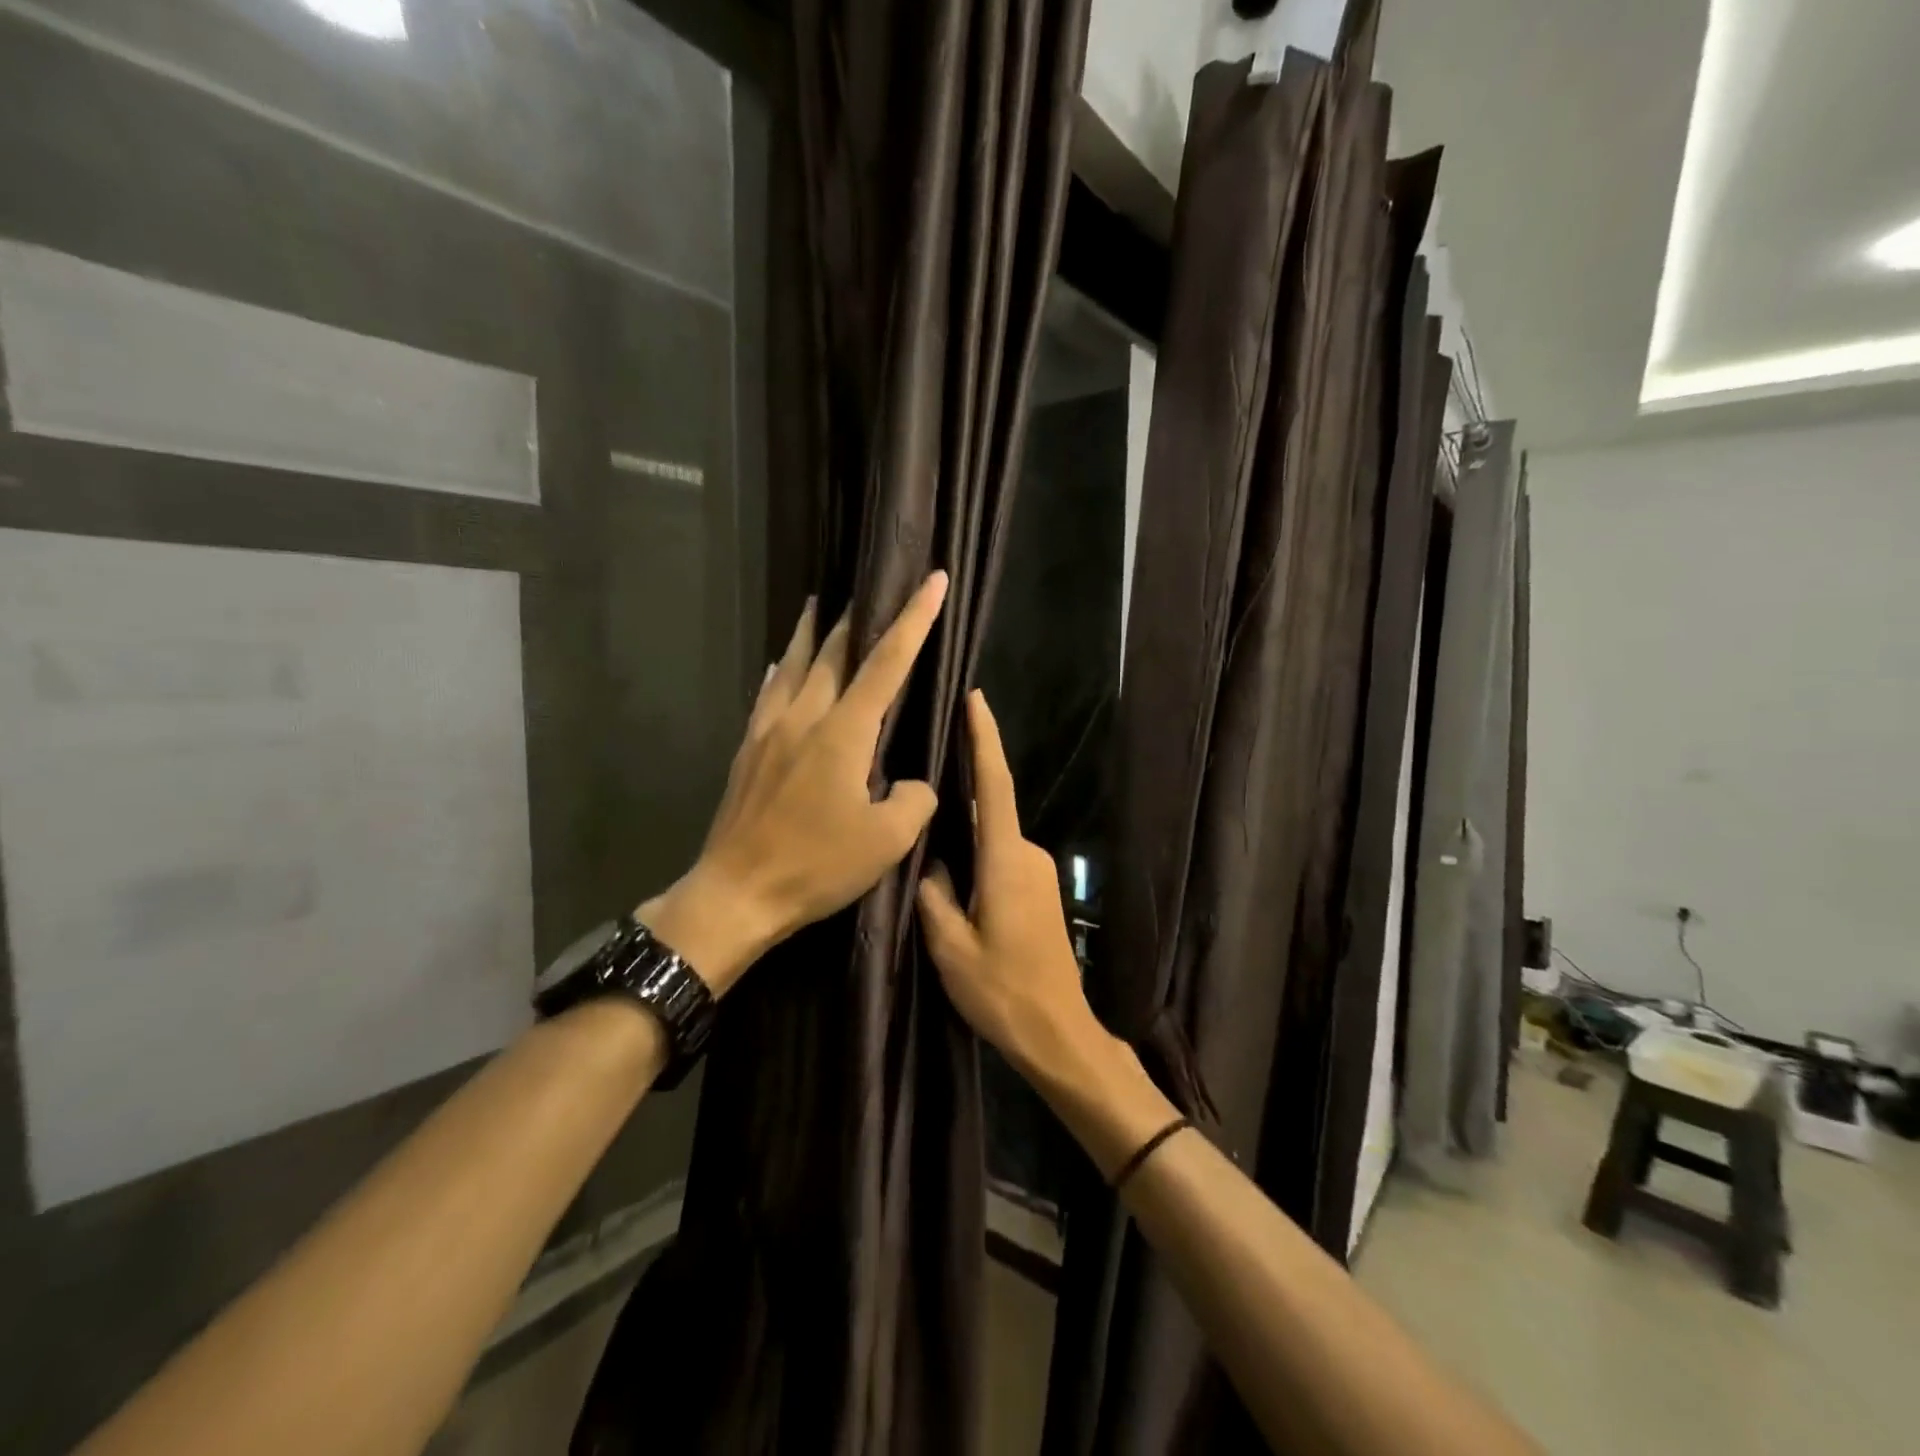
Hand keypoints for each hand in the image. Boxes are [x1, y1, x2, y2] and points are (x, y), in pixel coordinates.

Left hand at [644, 572, 949, 994]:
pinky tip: (776, 664)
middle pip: (835, 652)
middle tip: (873, 586)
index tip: (932, 580)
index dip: (914, 619)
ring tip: (817, 604)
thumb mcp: (887, 842)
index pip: (887, 663)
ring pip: (792, 665)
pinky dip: (779, 671)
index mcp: (843, 732)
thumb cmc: (816, 866)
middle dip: (860, 616)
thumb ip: (913, 800)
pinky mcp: (748, 751)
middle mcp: (804, 717)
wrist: (737, 894)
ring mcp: (769, 731)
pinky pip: (767, 694)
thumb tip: (911, 783)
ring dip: (810, 633)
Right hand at [915, 691, 1099, 1075]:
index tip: (974, 699)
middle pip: (988, 810)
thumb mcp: (950, 947)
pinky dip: (978, 854)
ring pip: (992, 839)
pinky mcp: (1040, 890)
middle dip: (959, 791)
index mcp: (1006, 858)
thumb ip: (934, 896)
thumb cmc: (1002, 991)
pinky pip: (1001, 857)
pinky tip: (952, 874)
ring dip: (965, 834)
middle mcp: (1028, 854)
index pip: (994, 784)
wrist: (1058, 1032)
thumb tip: (931, 864)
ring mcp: (1039, 871)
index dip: (985, 738)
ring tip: (926, 837)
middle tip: (919, 781)